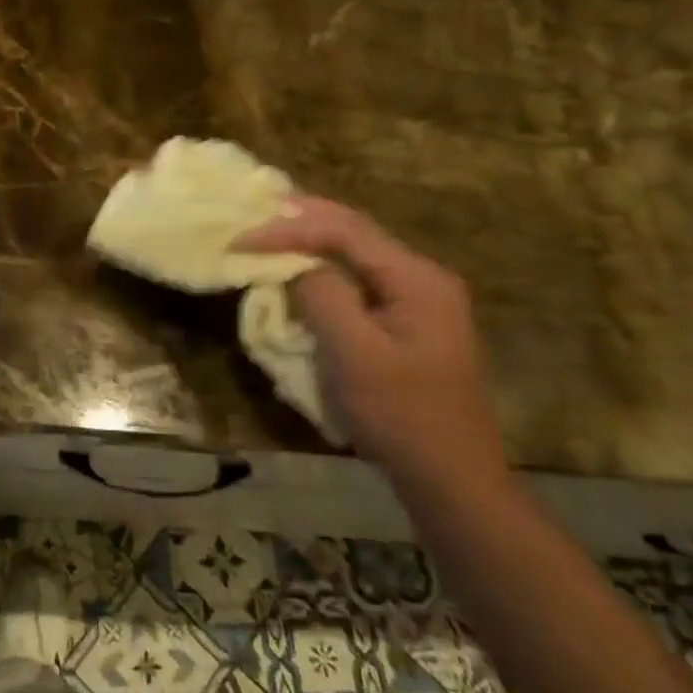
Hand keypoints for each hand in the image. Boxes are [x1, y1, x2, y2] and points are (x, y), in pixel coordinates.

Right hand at [235, 198, 506, 495]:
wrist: (451, 481)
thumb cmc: (402, 415)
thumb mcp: (355, 353)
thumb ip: (323, 295)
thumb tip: (294, 264)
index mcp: (417, 278)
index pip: (345, 230)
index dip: (288, 228)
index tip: (241, 239)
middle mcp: (421, 278)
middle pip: (354, 231)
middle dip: (300, 219)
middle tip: (252, 212)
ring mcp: (416, 301)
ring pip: (354, 253)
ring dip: (309, 240)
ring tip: (267, 232)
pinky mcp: (403, 323)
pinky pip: (356, 279)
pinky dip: (320, 268)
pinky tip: (297, 270)